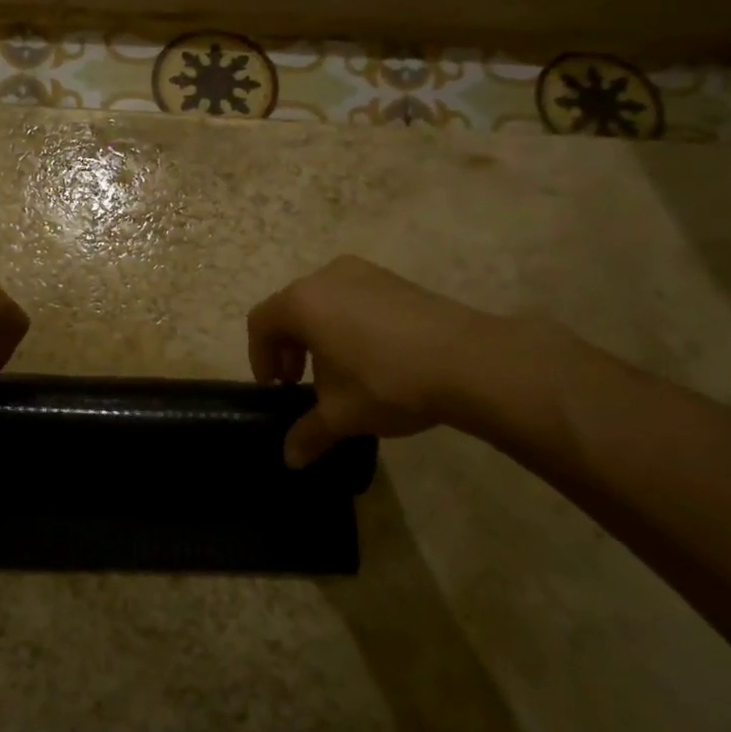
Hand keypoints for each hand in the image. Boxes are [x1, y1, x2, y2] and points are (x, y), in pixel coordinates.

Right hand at [247, 256, 497, 466]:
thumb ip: (308, 433)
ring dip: (319, 335)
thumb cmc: (388, 382)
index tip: (277, 389)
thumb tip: (289, 459)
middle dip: (289, 348)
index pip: (261, 324)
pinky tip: (373, 357)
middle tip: (300, 382)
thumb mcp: (342, 415)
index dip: (260, 358)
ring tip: (339, 371)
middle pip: (291, 309)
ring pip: (324, 302)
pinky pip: (354, 298)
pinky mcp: (395, 279)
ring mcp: (364, 272)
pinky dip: (348, 323)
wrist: (471, 361)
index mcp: (302, 303)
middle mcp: (326, 277)